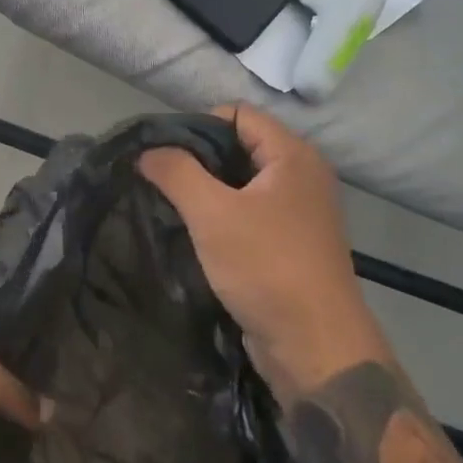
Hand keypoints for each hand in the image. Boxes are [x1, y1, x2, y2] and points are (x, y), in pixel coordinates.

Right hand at [139, 105, 370, 389]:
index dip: (198, 124)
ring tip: (170, 204)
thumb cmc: (267, 267)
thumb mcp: (212, 213)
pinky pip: (250, 212)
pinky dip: (222, 215)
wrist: (316, 349)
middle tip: (160, 178)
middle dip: (198, 158)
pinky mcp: (291, 243)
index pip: (238, 114)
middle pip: (239, 146)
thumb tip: (147, 151)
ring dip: (207, 190)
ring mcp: (299, 211)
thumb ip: (176, 172)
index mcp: (293, 156)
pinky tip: (194, 232)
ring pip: (242, 182)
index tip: (164, 153)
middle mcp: (302, 175)